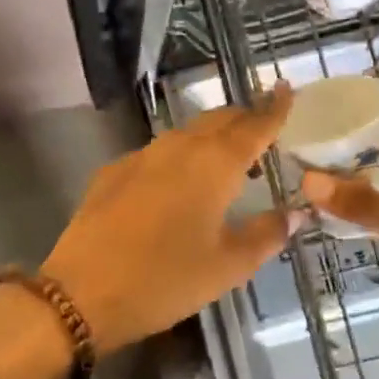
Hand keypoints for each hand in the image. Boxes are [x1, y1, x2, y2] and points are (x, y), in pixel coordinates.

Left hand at [41, 84, 301, 356]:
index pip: (253, 126)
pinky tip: (178, 185)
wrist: (82, 291)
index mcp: (214, 164)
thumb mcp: (227, 266)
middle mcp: (179, 147)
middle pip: (218, 120)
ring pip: (186, 133)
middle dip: (243, 120)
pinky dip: (180, 156)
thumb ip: (266, 235)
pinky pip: (158, 152)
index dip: (273, 108)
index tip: (286, 88)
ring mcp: (142, 156)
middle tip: (262, 133)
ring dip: (211, 138)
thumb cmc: (165, 280)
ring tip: (227, 163)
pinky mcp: (114, 171)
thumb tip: (295, 213)